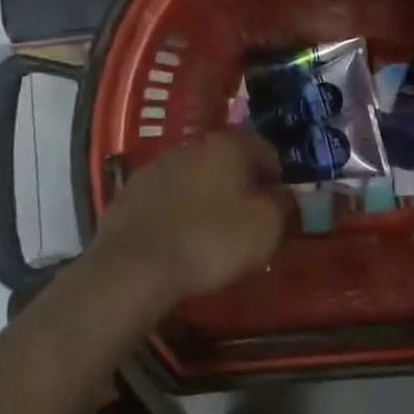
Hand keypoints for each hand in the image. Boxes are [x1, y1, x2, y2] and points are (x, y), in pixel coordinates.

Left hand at [88, 132, 288, 301]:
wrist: (134, 267)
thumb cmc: (211, 241)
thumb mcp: (265, 229)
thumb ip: (281, 206)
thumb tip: (284, 195)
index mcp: (227, 146)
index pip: (263, 147)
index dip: (276, 173)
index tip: (281, 200)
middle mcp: (191, 146)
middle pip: (225, 159)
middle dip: (239, 182)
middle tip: (249, 214)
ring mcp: (155, 168)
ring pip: (193, 176)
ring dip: (206, 195)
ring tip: (213, 229)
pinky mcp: (129, 194)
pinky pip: (165, 198)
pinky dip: (177, 211)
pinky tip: (180, 237)